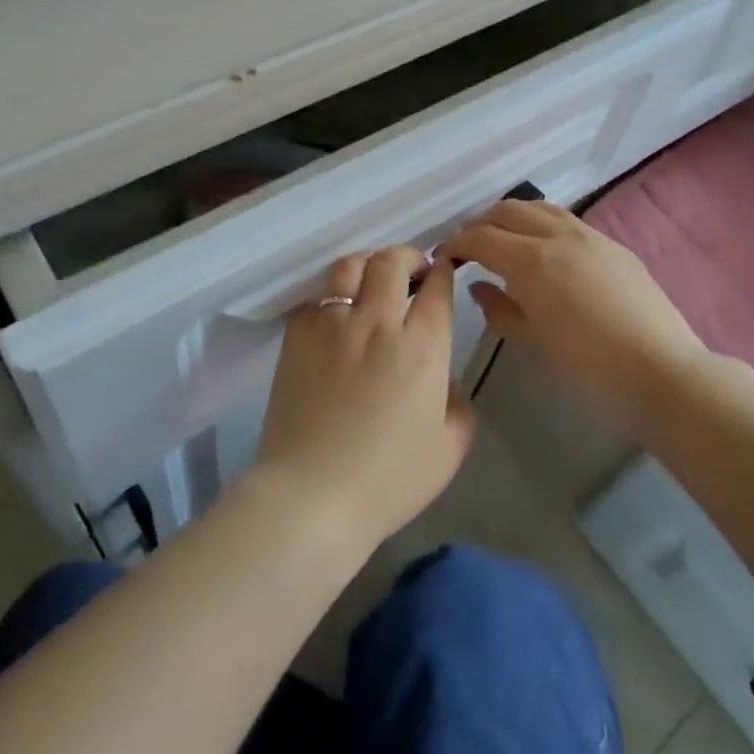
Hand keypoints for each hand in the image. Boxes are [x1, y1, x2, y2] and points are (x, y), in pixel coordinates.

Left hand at [253, 246, 473, 559]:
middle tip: (413, 273)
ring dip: (369, 265)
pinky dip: (334, 297)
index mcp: (422, 347)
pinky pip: (318, 297)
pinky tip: (338, 316)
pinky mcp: (297, 334)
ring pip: (351, 265)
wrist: (311, 496)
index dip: (443, 272)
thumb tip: (442, 378)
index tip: (442, 273)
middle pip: (392, 261)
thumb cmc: (387, 481)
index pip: (437, 287)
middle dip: (408, 257)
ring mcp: (332, 323)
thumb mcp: (449, 449)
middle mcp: (378, 322)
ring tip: (373, 281)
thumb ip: (457, 403)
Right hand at [444, 199, 708, 437]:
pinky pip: (567, 220)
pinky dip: (542, 223)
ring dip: (512, 217)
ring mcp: (591, 237)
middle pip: (508, 211)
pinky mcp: (615, 246)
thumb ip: (500, 310)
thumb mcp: (534, 344)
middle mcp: (559, 236)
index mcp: (532, 261)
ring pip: (541, 208)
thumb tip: (479, 287)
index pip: (481, 238)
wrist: (664, 375)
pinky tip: (543, 249)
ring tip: (503, 239)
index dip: (457, 244)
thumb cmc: (590, 369)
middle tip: (468, 247)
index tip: (444, 257)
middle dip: (481, 223)